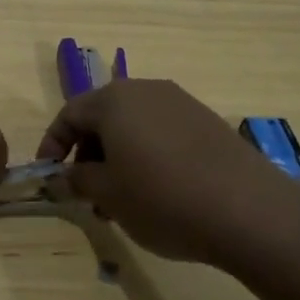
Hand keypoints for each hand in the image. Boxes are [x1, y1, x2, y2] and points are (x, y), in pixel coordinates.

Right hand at [36, 79, 269, 263]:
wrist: (249, 209)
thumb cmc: (163, 198)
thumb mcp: (108, 194)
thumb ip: (76, 180)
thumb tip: (60, 177)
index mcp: (114, 100)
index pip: (69, 114)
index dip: (53, 145)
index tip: (50, 176)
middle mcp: (145, 90)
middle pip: (102, 116)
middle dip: (88, 153)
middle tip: (88, 193)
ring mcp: (180, 102)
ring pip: (133, 126)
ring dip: (118, 157)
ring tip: (123, 199)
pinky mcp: (206, 121)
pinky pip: (162, 132)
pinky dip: (148, 155)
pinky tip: (158, 191)